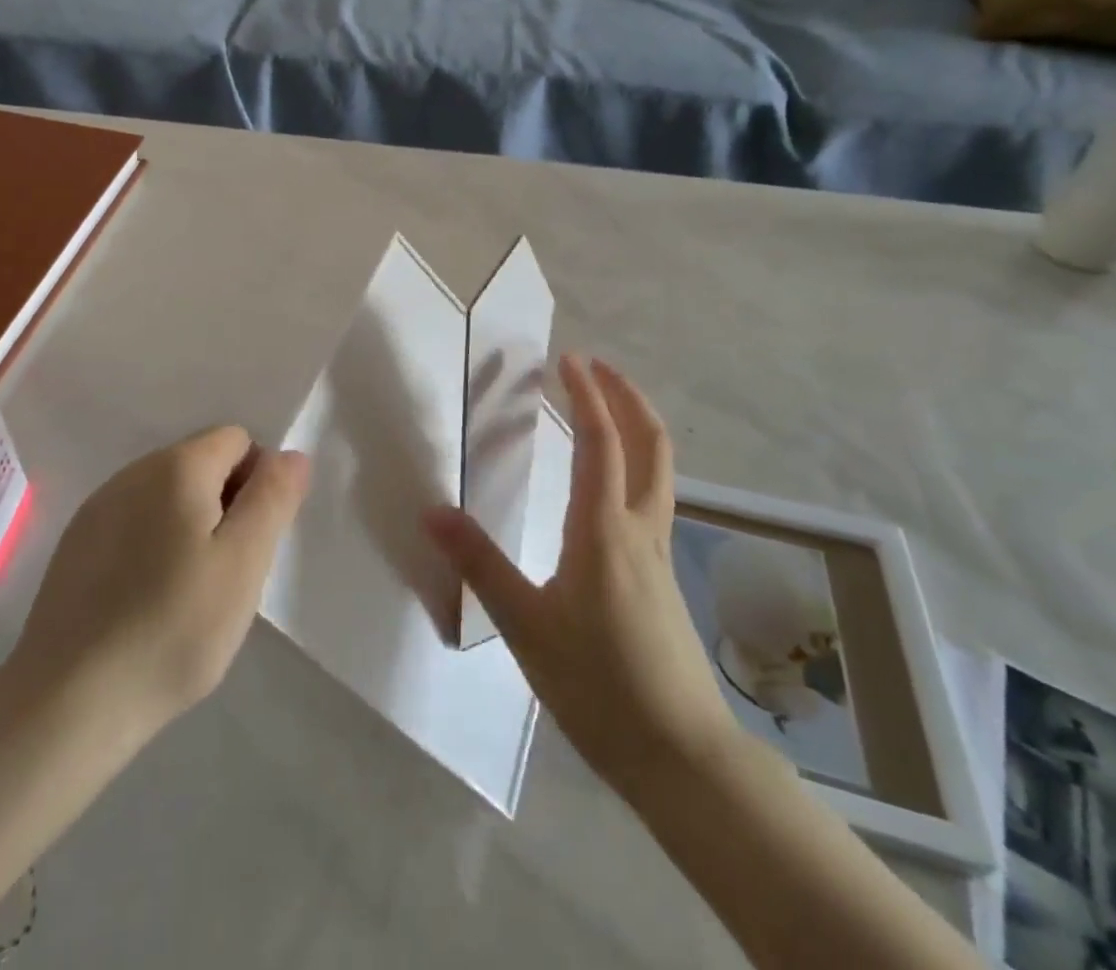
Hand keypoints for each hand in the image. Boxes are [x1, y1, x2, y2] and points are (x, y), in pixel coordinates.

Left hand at [5, 427, 308, 741]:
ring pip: (167, 495)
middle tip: (226, 572)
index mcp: (177, 466)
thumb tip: (291, 454)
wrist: (68, 702)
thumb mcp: (244, 563)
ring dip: (190, 526)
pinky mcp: (75, 544)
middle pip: (201, 463)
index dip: (257, 482)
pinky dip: (153, 545)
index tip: (251, 540)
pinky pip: (134, 523)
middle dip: (225, 504)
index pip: (237, 440)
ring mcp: (98, 507)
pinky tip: (146, 600)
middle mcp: (133, 471)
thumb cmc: (173, 628)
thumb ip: (273, 498)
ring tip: (187, 591)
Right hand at [425, 355, 738, 794]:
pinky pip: (653, 497)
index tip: (568, 360)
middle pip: (650, 443)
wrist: (682, 755)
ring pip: (659, 469)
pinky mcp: (663, 576)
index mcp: (604, 530)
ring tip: (605, 408)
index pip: (599, 442)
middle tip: (597, 366)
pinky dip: (637, 463)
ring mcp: (659, 552)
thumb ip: (480, 565)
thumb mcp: (526, 626)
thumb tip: (433, 511)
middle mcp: (640, 528)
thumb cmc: (598, 685)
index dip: (586, 395)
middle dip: (626, 396)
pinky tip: (610, 484)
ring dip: (637, 425)